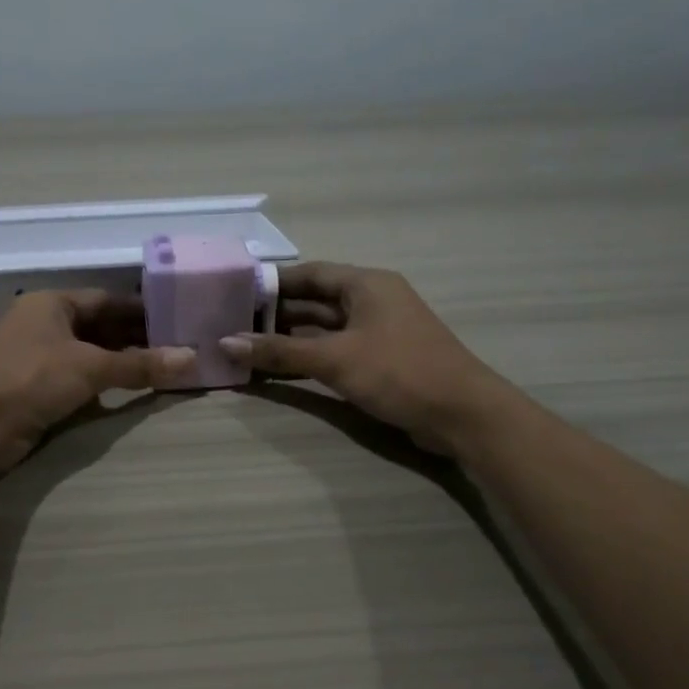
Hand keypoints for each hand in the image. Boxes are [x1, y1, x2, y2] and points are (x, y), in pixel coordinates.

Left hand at [0, 290, 195, 473]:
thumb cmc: (31, 378)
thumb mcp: (90, 367)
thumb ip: (140, 365)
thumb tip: (192, 359)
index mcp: (51, 303)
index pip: (105, 299)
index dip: (140, 310)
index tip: (176, 320)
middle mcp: (43, 324)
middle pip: (99, 327)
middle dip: (135, 339)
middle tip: (177, 348)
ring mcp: (37, 358)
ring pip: (89, 355)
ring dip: (121, 363)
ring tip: (164, 369)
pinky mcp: (35, 389)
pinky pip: (79, 379)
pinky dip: (104, 384)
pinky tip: (131, 390)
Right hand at [219, 263, 498, 454]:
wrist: (462, 414)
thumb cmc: (399, 372)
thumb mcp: (335, 359)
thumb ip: (280, 351)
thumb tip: (226, 342)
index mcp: (366, 285)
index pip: (310, 273)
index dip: (273, 283)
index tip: (236, 293)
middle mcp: (371, 301)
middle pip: (315, 302)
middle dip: (276, 314)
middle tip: (233, 324)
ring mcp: (377, 332)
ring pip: (323, 329)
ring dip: (289, 339)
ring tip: (246, 347)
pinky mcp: (380, 361)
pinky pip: (335, 351)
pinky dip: (308, 358)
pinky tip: (278, 369)